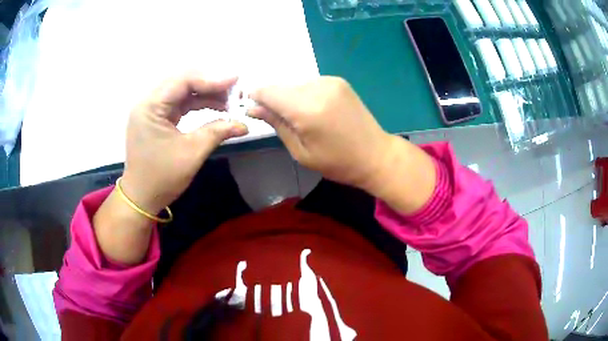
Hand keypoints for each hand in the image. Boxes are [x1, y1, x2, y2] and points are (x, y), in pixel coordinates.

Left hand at [121, 73, 248, 213]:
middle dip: (209, 84)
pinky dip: (197, 104)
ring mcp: (152, 110)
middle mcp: (149, 102)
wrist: (142, 198)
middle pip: (182, 82)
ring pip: (182, 92)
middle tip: (233, 90)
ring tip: (228, 100)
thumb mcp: (192, 153)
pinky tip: (215, 107)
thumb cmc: (162, 177)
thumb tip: (244, 124)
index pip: (183, 81)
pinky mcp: (157, 118)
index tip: (235, 81)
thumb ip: (217, 132)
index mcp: (150, 106)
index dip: (211, 79)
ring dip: (205, 94)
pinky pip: (179, 103)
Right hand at [248, 76, 396, 191]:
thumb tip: (253, 108)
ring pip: (295, 84)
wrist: (376, 154)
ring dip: (290, 97)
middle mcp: (318, 87)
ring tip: (302, 119)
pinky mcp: (338, 81)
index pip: (268, 91)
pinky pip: (310, 83)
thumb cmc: (337, 162)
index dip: (256, 97)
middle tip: (282, 121)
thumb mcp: (301, 151)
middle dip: (273, 100)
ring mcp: (330, 81)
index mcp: (307, 109)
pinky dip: (304, 94)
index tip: (253, 108)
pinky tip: (315, 110)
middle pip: (281, 86)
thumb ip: (277, 124)